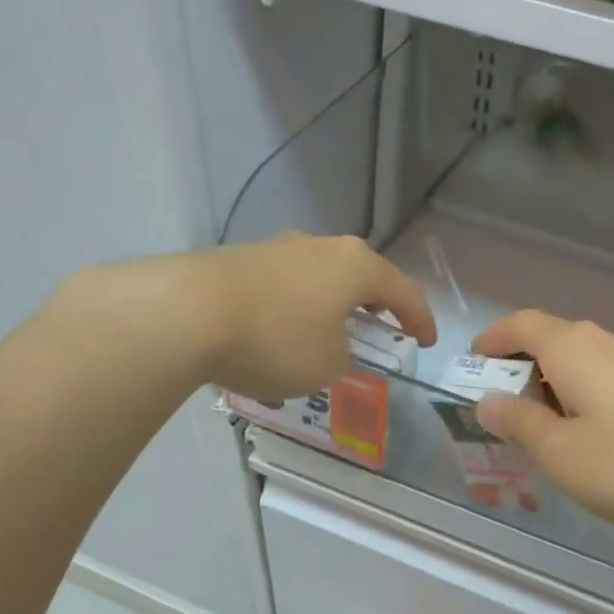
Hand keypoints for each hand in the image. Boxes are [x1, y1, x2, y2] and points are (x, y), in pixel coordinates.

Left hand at [188, 232, 436, 399]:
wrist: (185, 312)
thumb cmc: (277, 340)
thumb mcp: (327, 365)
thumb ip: (344, 357)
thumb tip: (332, 346)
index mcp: (356, 267)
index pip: (404, 291)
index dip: (421, 319)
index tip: (427, 341)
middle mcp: (321, 247)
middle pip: (360, 275)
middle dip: (374, 304)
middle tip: (382, 328)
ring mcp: (278, 248)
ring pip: (319, 278)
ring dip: (329, 307)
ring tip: (325, 337)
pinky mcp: (240, 259)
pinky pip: (283, 287)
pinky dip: (292, 311)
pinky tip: (278, 338)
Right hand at [469, 311, 613, 532]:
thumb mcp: (561, 454)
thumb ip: (519, 424)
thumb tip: (489, 402)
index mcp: (573, 348)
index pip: (520, 325)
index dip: (492, 340)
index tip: (474, 363)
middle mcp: (607, 340)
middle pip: (552, 342)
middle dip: (522, 372)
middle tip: (508, 416)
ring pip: (584, 362)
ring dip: (557, 387)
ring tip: (553, 432)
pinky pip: (612, 377)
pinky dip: (589, 395)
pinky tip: (600, 435)